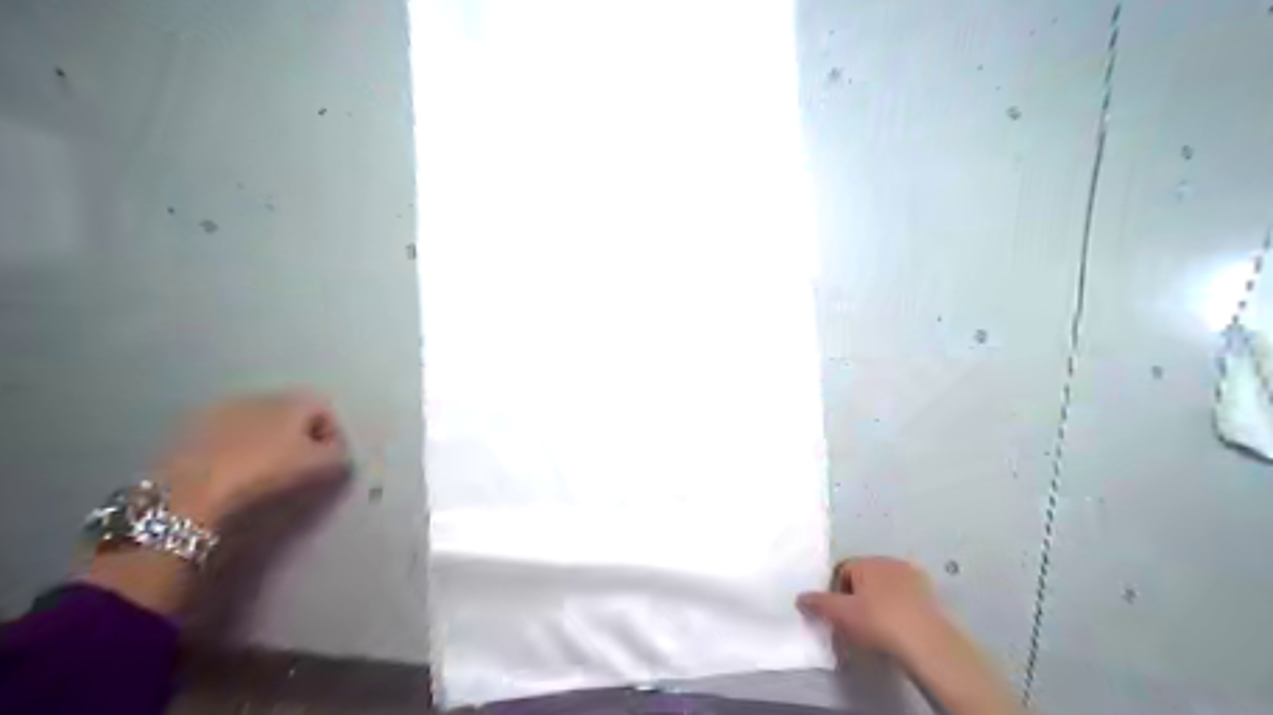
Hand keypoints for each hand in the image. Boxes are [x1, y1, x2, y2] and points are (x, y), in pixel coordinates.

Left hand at [162, 391, 346, 524]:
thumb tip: (338, 451)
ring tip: (262, 472)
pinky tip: (231, 473)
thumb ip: (340, 454)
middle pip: (291, 414)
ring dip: (265, 442)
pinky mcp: (189, 428)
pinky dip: (235, 449)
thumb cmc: (266, 473)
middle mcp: (260, 394)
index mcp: (295, 399)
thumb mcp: (321, 467)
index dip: (332, 437)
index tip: (328, 463)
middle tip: (298, 468)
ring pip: (256, 424)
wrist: (189, 491)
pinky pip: (226, 435)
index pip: (326, 411)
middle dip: (298, 436)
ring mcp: (221, 408)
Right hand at [794, 559, 943, 658]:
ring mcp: (913, 576)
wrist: (927, 643)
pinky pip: (905, 596)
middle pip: (864, 577)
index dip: (836, 592)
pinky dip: (898, 607)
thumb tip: (800, 597)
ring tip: (877, 627)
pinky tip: (898, 627)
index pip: (842, 570)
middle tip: (856, 622)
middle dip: (858, 595)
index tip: (839, 614)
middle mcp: (888, 561)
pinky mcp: (930, 594)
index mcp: (866, 562)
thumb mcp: (840, 615)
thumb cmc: (878, 622)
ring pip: (886, 586)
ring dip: (879, 601)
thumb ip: (818, 603)